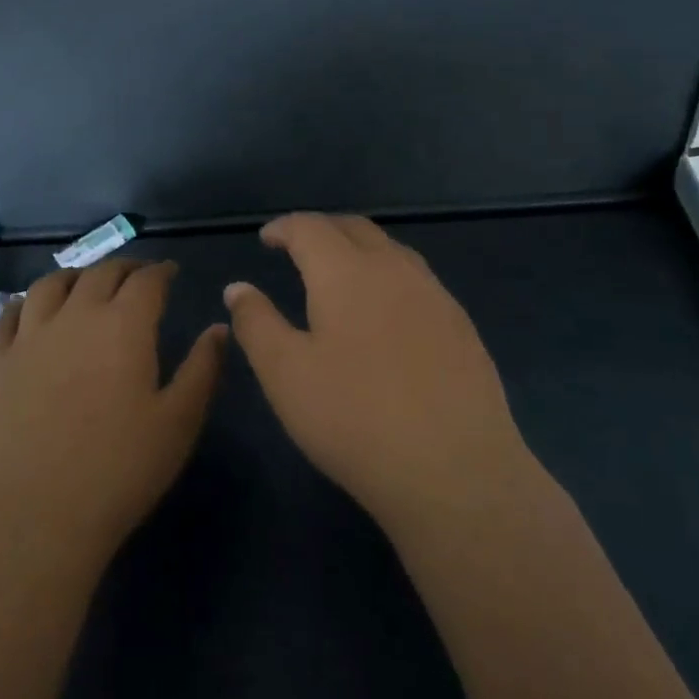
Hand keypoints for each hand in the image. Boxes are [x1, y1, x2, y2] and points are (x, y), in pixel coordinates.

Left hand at [0, 260, 223, 564]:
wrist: (36, 516)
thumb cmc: (119, 470)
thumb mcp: (179, 422)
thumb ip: (203, 368)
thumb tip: (220, 327)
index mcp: (124, 325)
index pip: (146, 280)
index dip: (161, 271)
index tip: (171, 273)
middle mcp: (75, 316)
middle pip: (100, 274)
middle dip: (124, 268)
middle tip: (137, 276)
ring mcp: (29, 337)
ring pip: (50, 285)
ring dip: (75, 276)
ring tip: (85, 282)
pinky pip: (8, 316)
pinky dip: (25, 303)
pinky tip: (31, 310)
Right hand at [224, 214, 532, 528]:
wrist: (456, 471)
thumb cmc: (355, 418)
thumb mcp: (285, 374)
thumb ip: (257, 323)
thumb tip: (237, 287)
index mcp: (347, 273)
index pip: (311, 228)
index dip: (285, 227)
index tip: (267, 238)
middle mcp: (394, 270)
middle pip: (355, 229)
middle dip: (323, 230)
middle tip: (299, 247)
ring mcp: (435, 296)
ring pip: (391, 251)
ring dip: (359, 249)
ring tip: (340, 274)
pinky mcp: (461, 326)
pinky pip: (417, 280)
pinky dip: (389, 276)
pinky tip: (387, 312)